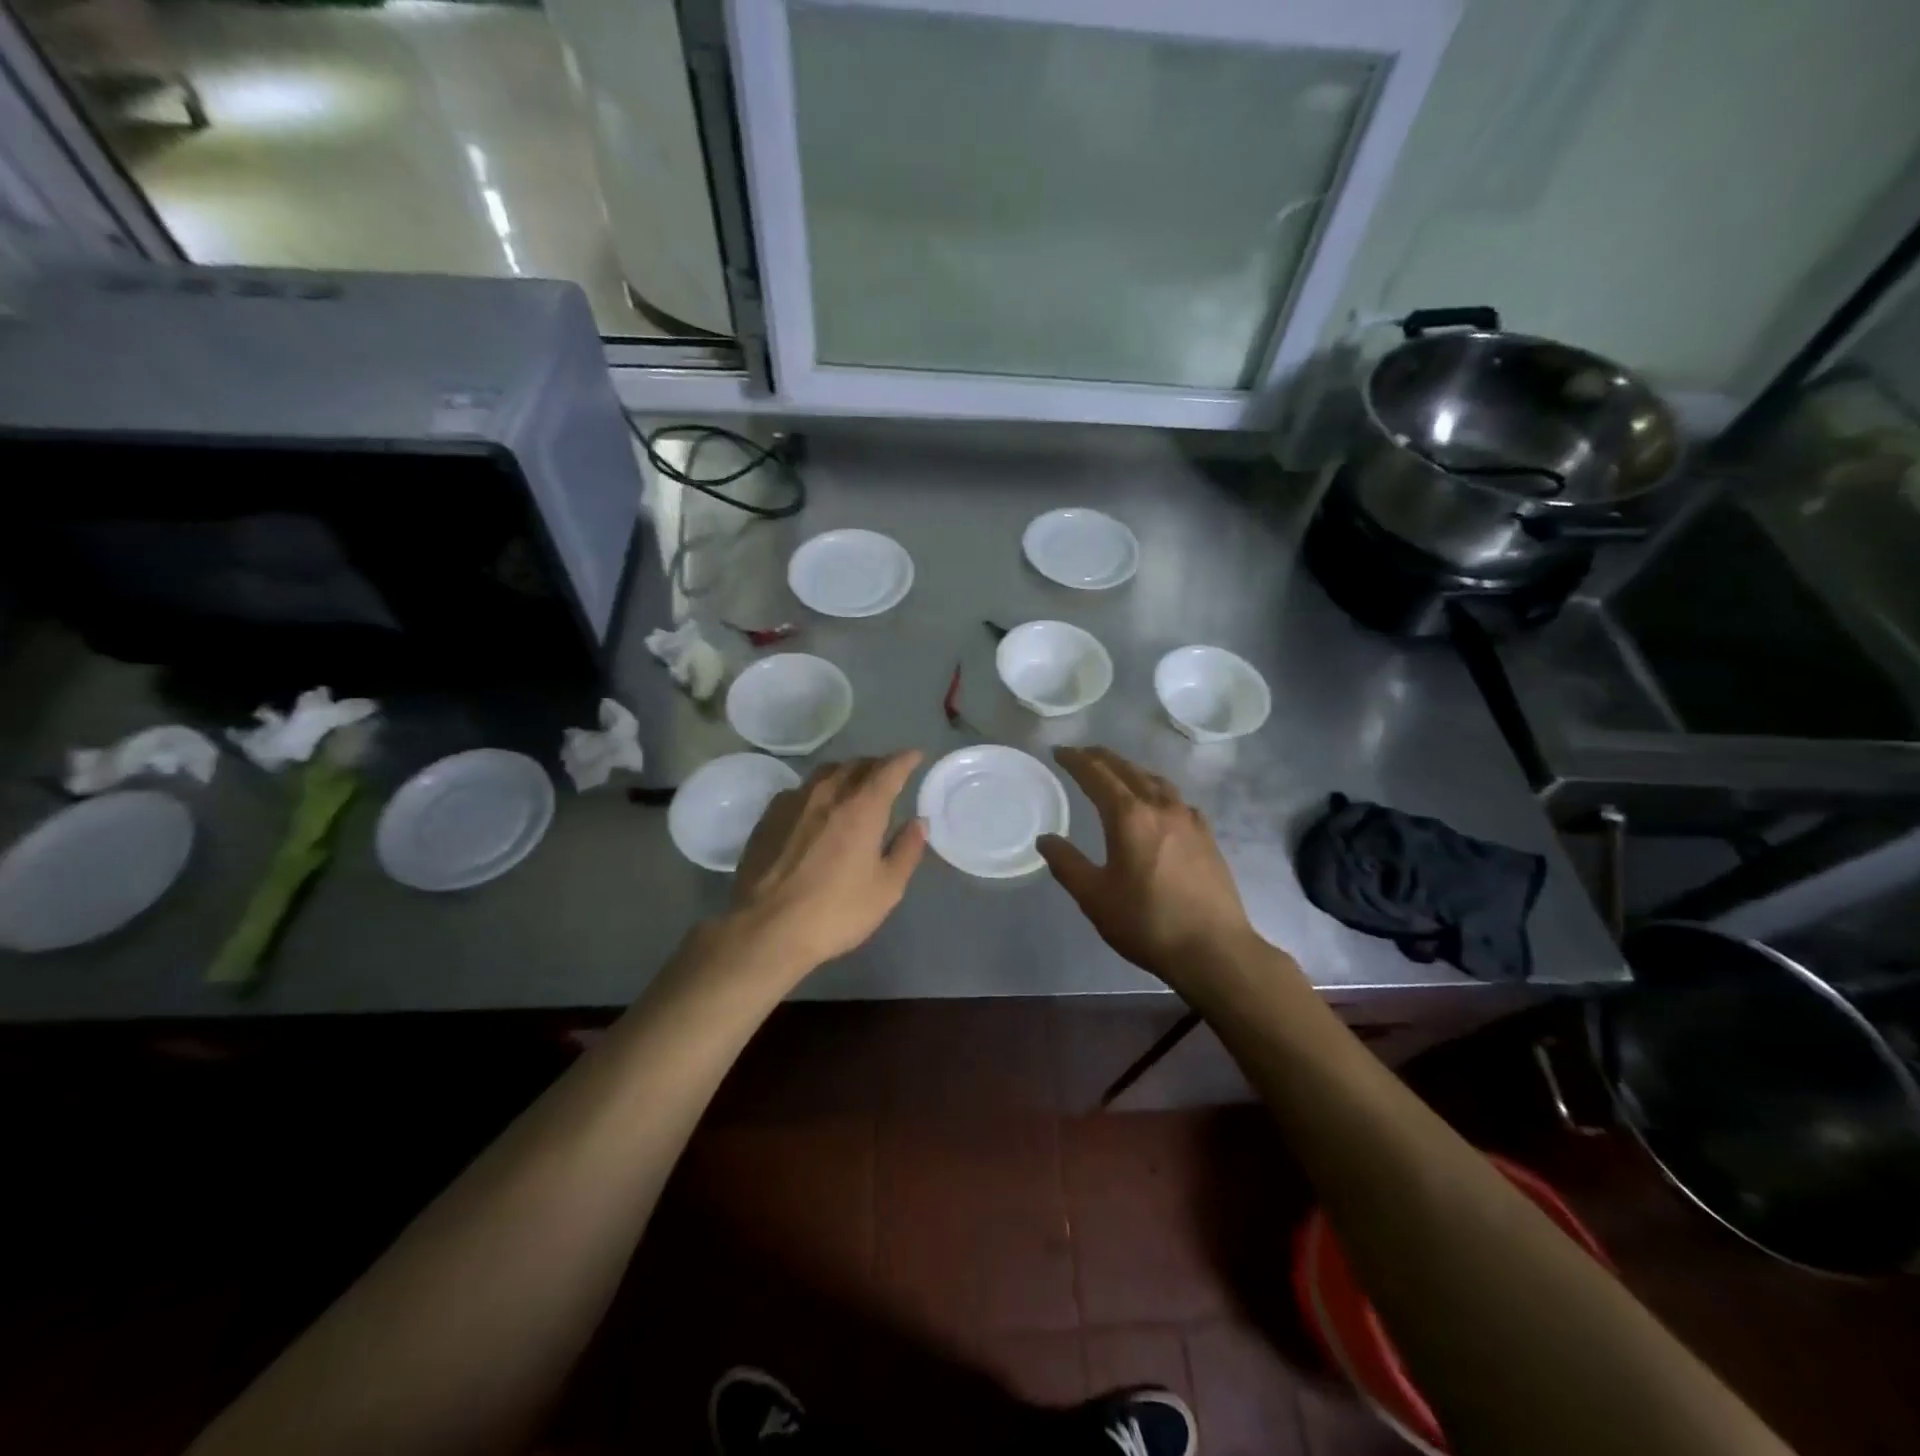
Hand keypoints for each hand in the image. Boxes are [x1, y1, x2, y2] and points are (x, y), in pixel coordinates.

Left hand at [729, 751, 927, 973]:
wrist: (766, 929)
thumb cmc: (836, 911)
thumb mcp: (886, 889)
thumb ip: (906, 850)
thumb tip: (918, 823)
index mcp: (862, 808)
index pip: (889, 770)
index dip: (905, 760)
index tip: (915, 755)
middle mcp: (827, 794)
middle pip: (856, 765)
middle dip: (876, 764)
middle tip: (888, 774)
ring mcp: (793, 803)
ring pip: (825, 773)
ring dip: (846, 772)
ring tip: (853, 784)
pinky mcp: (768, 817)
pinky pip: (800, 790)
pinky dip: (817, 790)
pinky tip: (816, 808)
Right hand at [1038, 746, 1259, 984]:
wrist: (1213, 949)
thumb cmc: (1146, 922)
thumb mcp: (1094, 897)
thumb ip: (1067, 864)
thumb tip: (1045, 840)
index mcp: (1129, 817)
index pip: (1097, 775)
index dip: (1076, 760)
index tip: (1059, 752)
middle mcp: (1160, 807)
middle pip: (1128, 770)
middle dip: (1102, 758)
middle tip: (1083, 754)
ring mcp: (1189, 820)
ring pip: (1156, 781)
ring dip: (1132, 770)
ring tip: (1118, 772)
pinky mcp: (1207, 837)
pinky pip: (1178, 800)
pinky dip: (1158, 791)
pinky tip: (1159, 805)